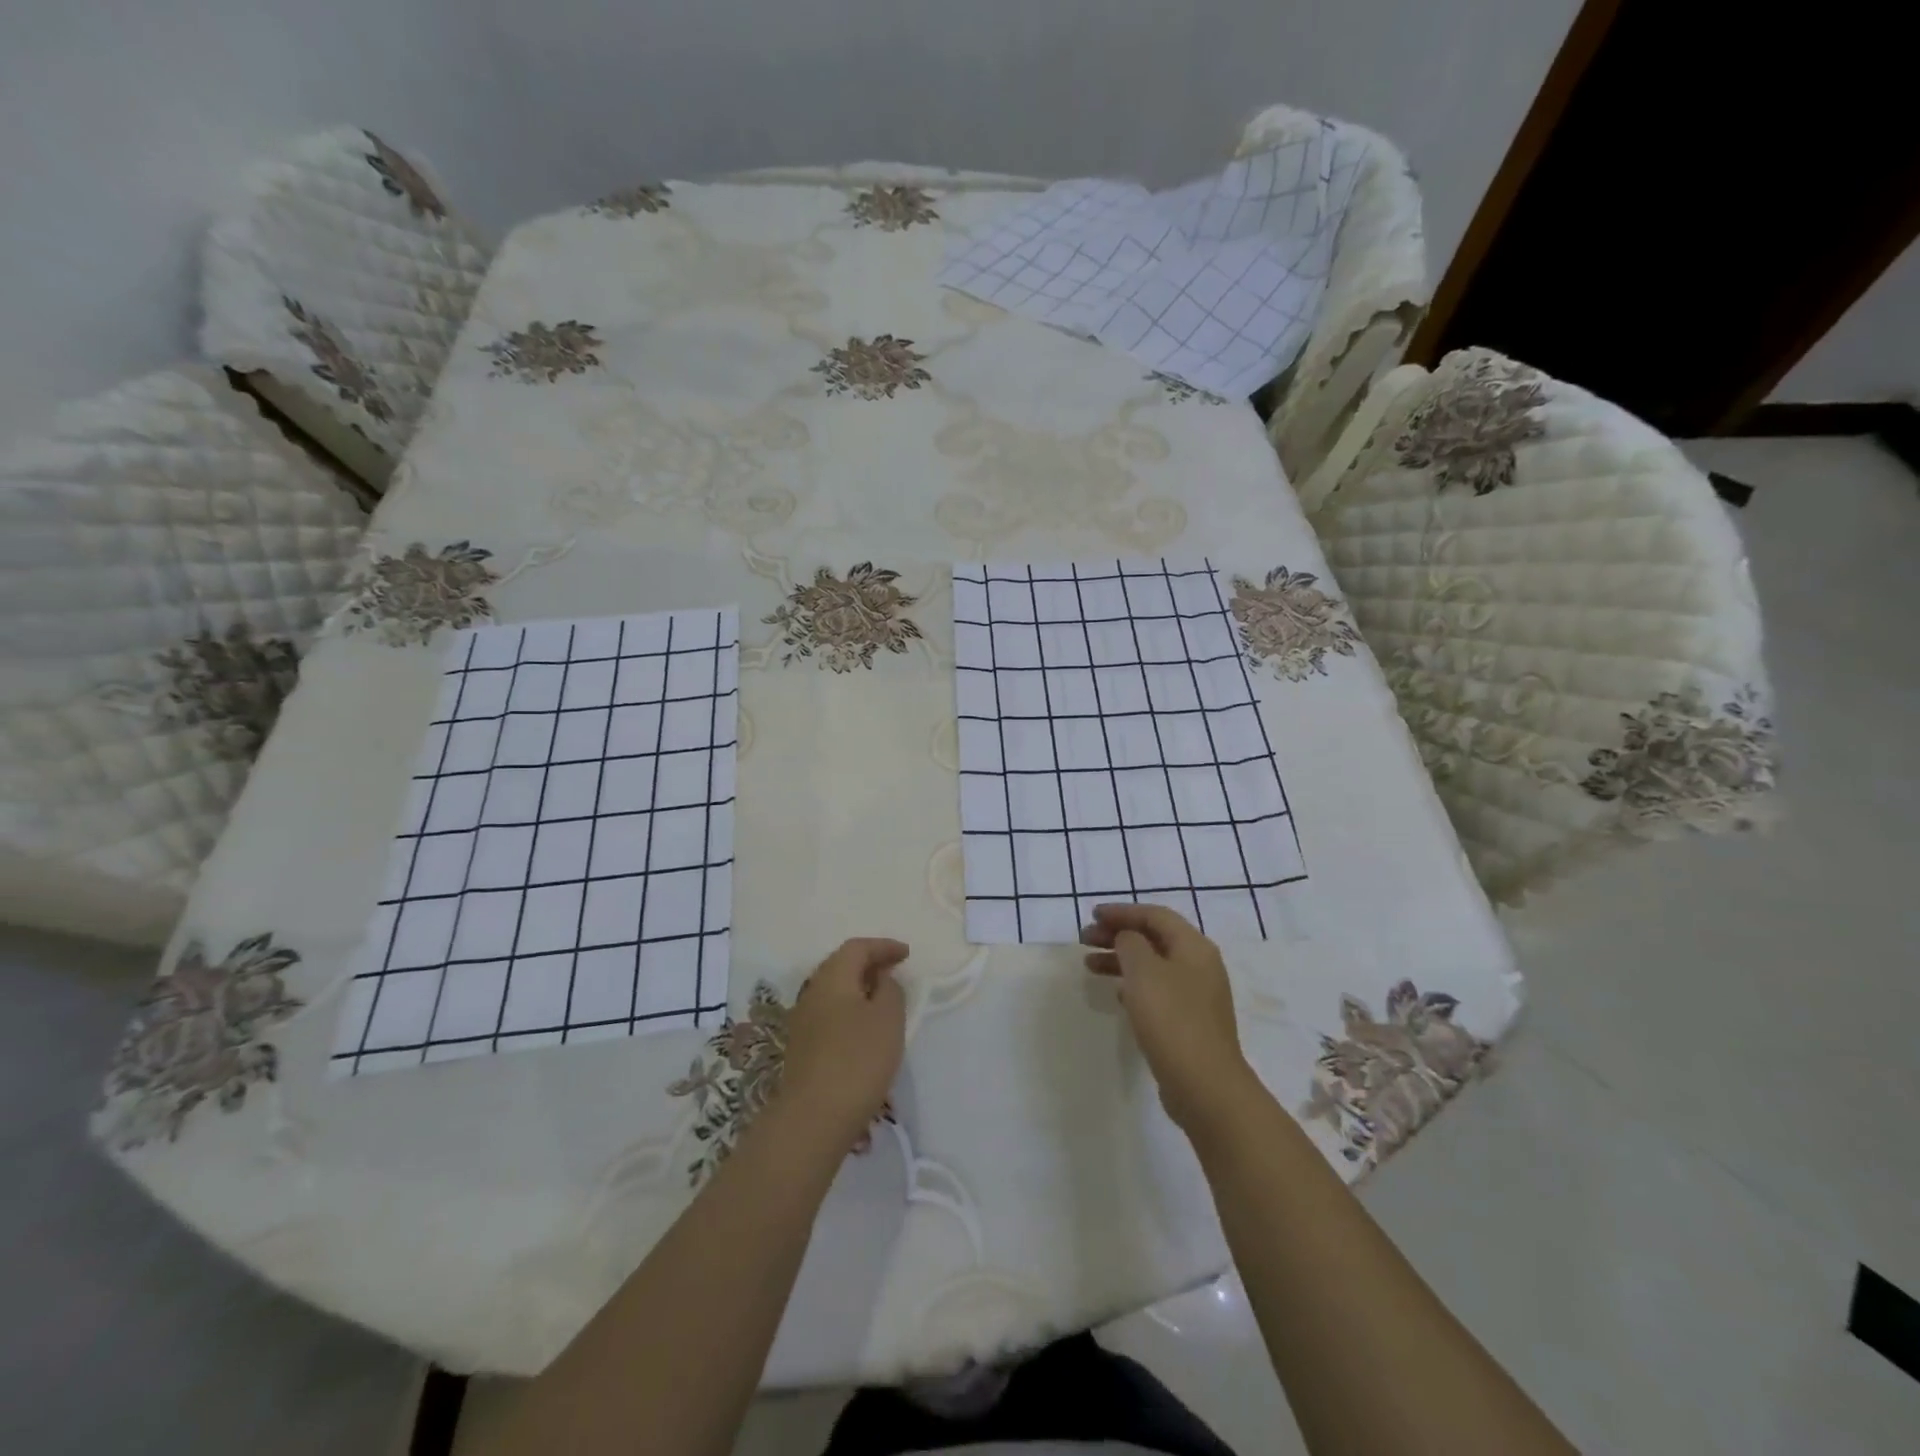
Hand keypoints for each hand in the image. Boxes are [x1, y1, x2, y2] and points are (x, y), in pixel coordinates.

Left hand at [776, 938, 908, 1145]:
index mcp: (832, 978)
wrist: (813, 1118)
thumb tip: (880, 980)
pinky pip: (830, 1013)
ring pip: (834, 991)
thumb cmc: (857, 1060)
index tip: (906, 954)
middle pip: (841, 966)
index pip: (857, 948)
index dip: (883, 946)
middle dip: (869, 964)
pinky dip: (850, 1010)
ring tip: (883, 999)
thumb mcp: (888, 1018)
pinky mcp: (802, 1048)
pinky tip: (864, 1028)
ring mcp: (803, 1021)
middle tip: (894, 971)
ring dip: (858, 988)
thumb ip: (890, 990)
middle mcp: (812, 992)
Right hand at [1082, 904, 1256, 1131]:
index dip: (1122, 912)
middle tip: (1084, 939)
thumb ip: (1130, 944)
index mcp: (1194, 946)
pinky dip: (1133, 984)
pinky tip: (1115, 993)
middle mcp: (1200, 965)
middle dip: (1118, 935)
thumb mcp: (1143, 971)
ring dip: (1121, 960)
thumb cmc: (1172, 1019)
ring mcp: (1197, 996)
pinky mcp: (1189, 1022)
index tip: (1092, 915)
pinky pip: (1157, 990)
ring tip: (1089, 965)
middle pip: (1154, 939)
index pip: (1155, 915)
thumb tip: (1128, 939)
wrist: (1205, 1086)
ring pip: (1153, 965)